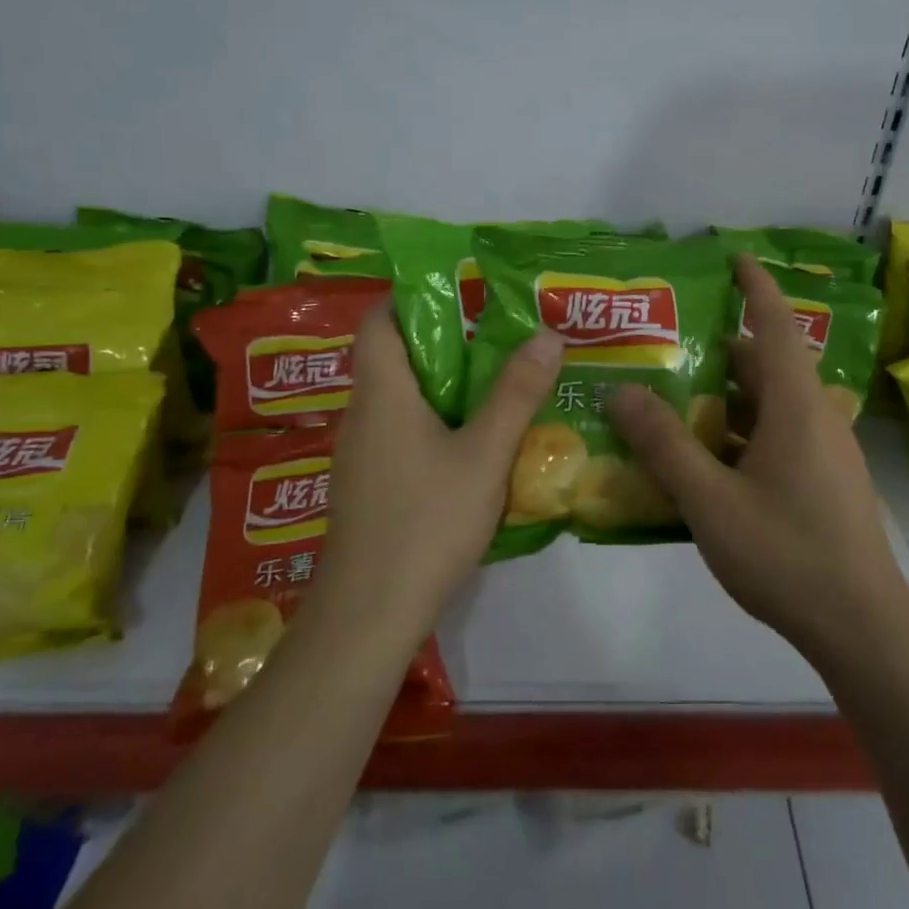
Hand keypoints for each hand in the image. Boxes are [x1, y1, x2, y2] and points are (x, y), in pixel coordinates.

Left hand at [312, 302, 563, 646]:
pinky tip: (474, 440)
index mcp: (383, 392)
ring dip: (444, 382)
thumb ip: (516, 394)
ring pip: (401, 396)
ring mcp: (362, 452)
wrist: (369, 616)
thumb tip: (546, 333)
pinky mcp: (371, 484)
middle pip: (394, 355)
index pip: (379, 319)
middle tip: (499, 334)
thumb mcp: (484, 455)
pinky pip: (402, 430)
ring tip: (497, 379)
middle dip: (445, 338)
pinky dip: (436, 419)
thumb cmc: (425, 522)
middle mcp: (364, 413)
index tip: (462, 292)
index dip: (412, 296)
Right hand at [610, 253, 908, 664]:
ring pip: (770, 406)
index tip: (736, 257)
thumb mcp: (712, 501)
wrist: (863, 628)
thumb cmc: (787, 554)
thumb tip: (621, 392)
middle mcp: (815, 417)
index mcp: (796, 406)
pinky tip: (705, 462)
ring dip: (727, 399)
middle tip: (668, 348)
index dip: (756, 287)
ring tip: (674, 402)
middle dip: (720, 351)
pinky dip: (741, 433)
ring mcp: (825, 452)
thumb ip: (665, 446)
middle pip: (766, 366)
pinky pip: (777, 437)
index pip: (777, 325)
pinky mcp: (825, 481)